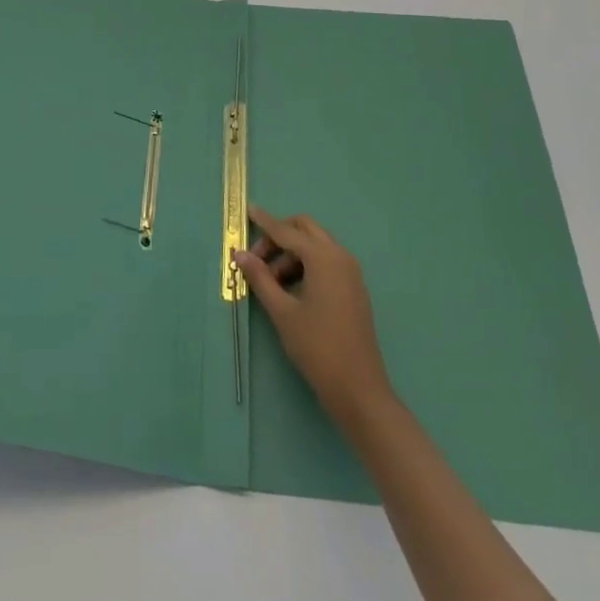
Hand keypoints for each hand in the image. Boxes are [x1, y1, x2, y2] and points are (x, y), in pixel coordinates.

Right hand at [236, 205, 395, 428]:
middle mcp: (340, 256)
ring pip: (315, 246)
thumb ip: (260, 278)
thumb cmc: (317, 348)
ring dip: (291, 254)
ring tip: (271, 283)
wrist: (359, 390)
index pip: (287, 232)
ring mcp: (350, 273)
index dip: (265, 222)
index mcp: (323, 258)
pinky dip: (306, 265)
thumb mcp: (282, 312)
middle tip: (257, 260)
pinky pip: (326, 262)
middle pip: (305, 230)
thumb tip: (240, 254)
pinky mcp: (353, 289)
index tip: (248, 210)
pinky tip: (291, 290)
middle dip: (279, 237)